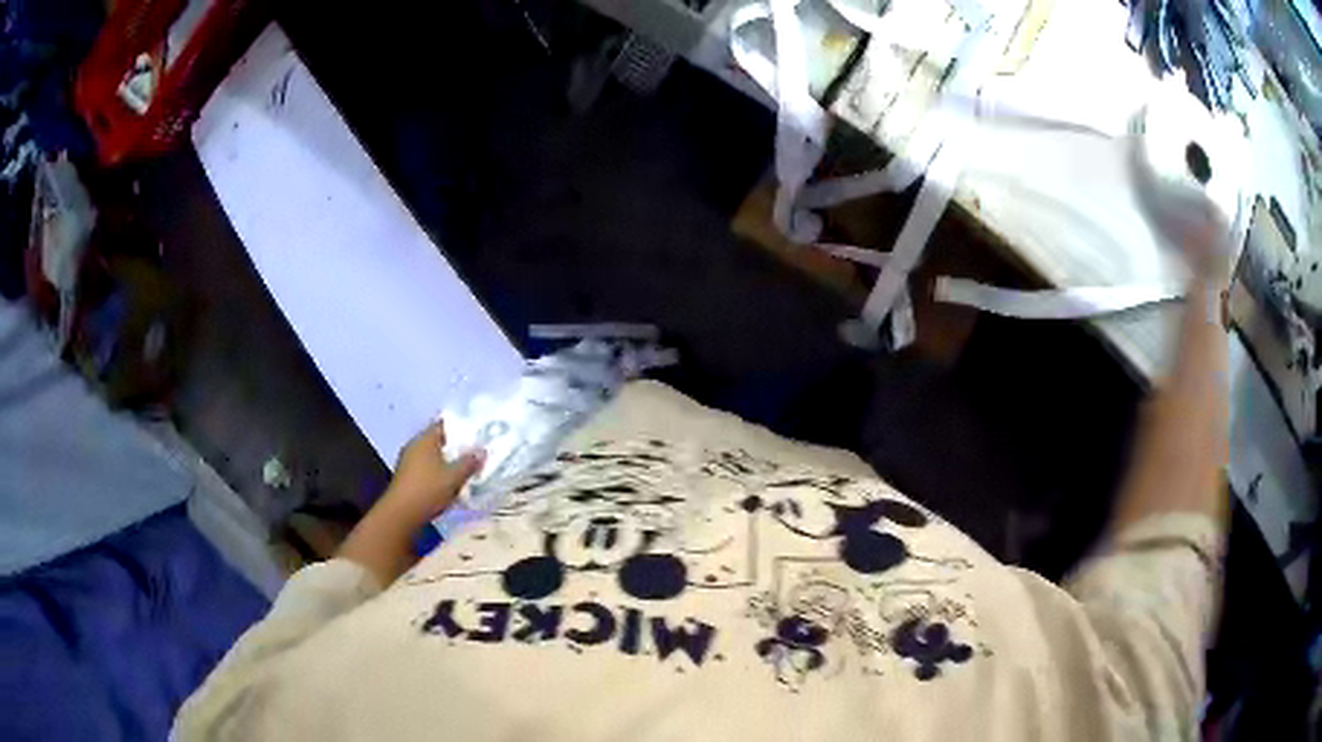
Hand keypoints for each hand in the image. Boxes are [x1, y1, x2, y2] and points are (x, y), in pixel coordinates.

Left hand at [379, 420, 484, 525]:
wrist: (401, 514)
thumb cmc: (428, 489)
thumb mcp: (454, 477)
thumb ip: (468, 463)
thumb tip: (481, 451)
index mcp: (425, 439)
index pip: (443, 425)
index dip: (459, 428)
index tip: (475, 434)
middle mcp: (414, 446)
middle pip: (437, 441)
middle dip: (454, 447)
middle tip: (473, 452)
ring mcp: (408, 461)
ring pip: (431, 456)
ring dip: (446, 461)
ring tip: (464, 469)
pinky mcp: (406, 477)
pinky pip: (425, 468)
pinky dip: (437, 472)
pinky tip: (447, 482)